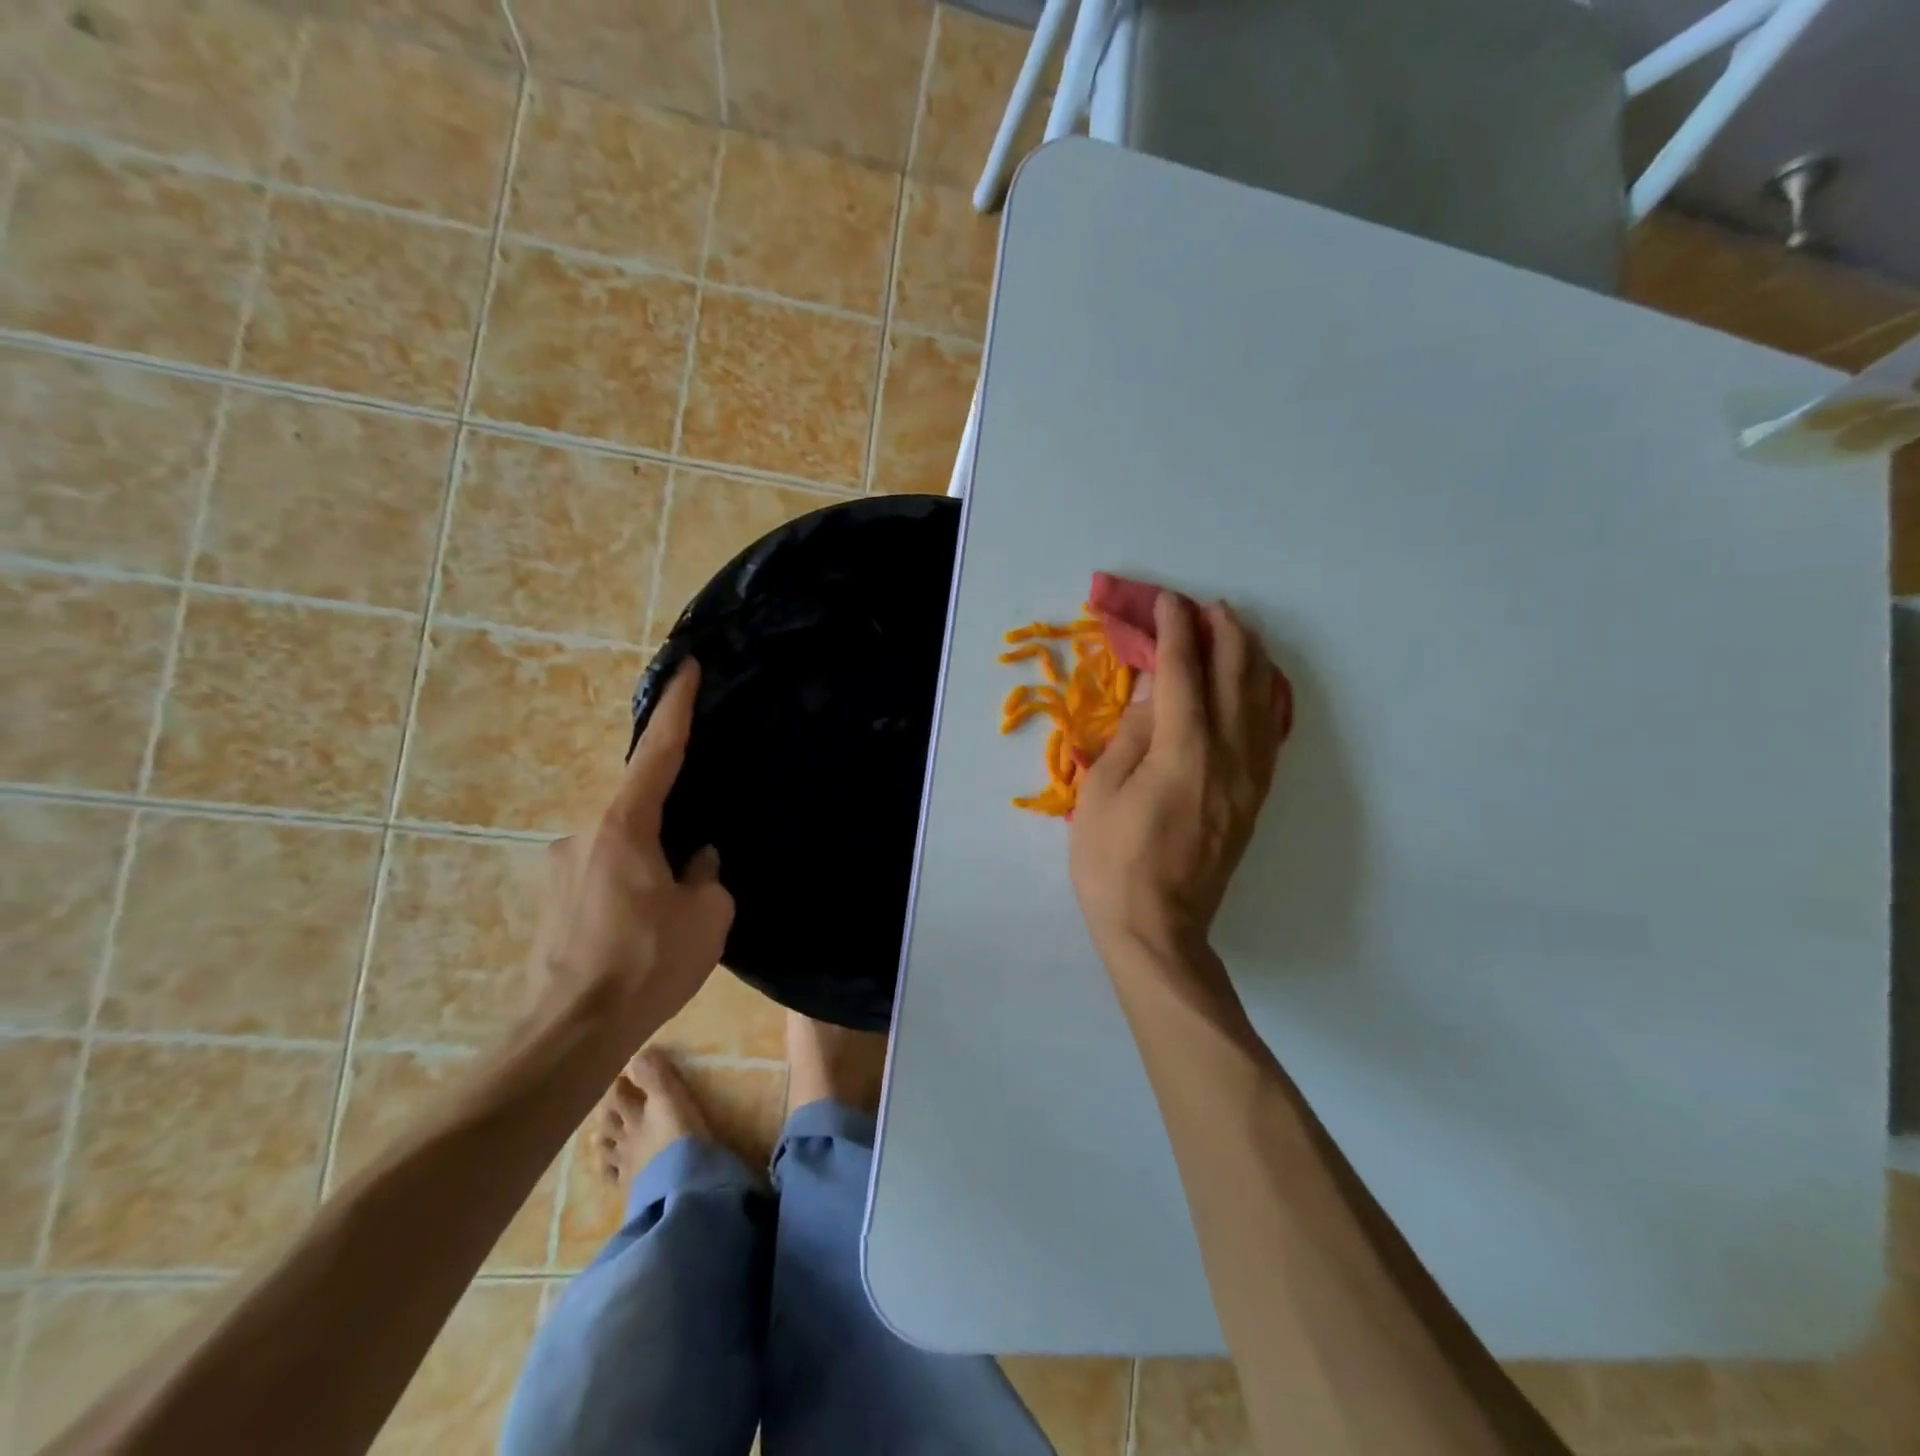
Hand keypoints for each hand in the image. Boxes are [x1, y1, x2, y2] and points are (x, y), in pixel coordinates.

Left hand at [531, 660, 733, 1036]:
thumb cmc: (646, 964)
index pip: (657, 753)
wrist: (569, 1033)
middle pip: (639, 808)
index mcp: (624, 827)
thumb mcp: (707, 916)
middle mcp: (584, 835)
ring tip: (671, 914)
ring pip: (622, 848)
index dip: (676, 707)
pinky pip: (603, 875)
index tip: (685, 666)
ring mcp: (559, 868)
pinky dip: (629, 887)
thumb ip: (706, 874)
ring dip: (651, 865)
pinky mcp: (550, 902)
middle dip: (672, 826)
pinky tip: (643, 930)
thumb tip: (695, 860)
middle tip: (697, 866)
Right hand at [1069, 593, 1288, 961]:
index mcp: (1183, 750)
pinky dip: (1266, 698)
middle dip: (1222, 633)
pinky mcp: (1254, 799)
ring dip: (1250, 658)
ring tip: (1237, 630)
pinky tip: (1260, 685)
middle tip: (1206, 607)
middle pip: (1234, 677)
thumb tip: (1153, 688)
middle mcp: (1227, 756)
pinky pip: (1270, 734)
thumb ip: (1133, 732)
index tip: (1167, 601)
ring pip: (1261, 701)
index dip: (1174, 631)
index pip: (1182, 672)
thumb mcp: (1102, 791)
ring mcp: (1248, 779)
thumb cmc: (1112, 861)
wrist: (1156, 927)